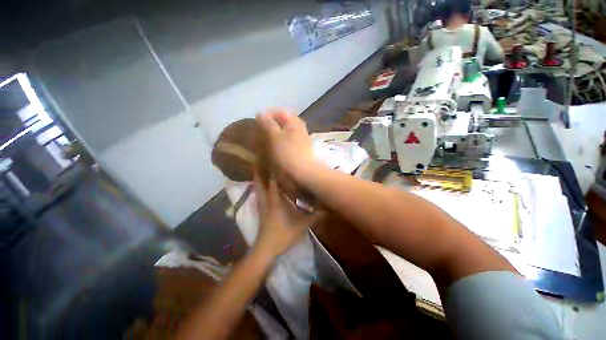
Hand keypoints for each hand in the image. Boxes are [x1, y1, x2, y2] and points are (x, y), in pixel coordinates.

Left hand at [253, 171, 322, 256]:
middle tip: (257, 163)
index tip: (273, 163)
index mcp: (275, 203)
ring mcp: (262, 208)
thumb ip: (315, 217)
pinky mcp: (260, 214)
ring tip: (256, 173)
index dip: (273, 173)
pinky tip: (259, 191)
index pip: (273, 184)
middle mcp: (267, 203)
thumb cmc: (283, 235)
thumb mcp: (302, 226)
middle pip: (260, 186)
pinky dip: (258, 192)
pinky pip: (258, 199)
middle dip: (258, 175)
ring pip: (257, 192)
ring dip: (256, 182)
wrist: (266, 250)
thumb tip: (327, 210)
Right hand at [256, 108, 320, 181]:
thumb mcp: (275, 136)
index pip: (278, 111)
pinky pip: (286, 143)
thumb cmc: (289, 153)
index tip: (256, 124)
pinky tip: (273, 151)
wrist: (304, 174)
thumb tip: (260, 112)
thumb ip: (267, 122)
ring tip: (264, 143)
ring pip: (283, 133)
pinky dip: (278, 144)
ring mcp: (300, 139)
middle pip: (281, 122)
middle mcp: (299, 128)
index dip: (266, 115)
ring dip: (273, 136)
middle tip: (259, 134)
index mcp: (294, 121)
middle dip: (269, 126)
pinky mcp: (299, 150)